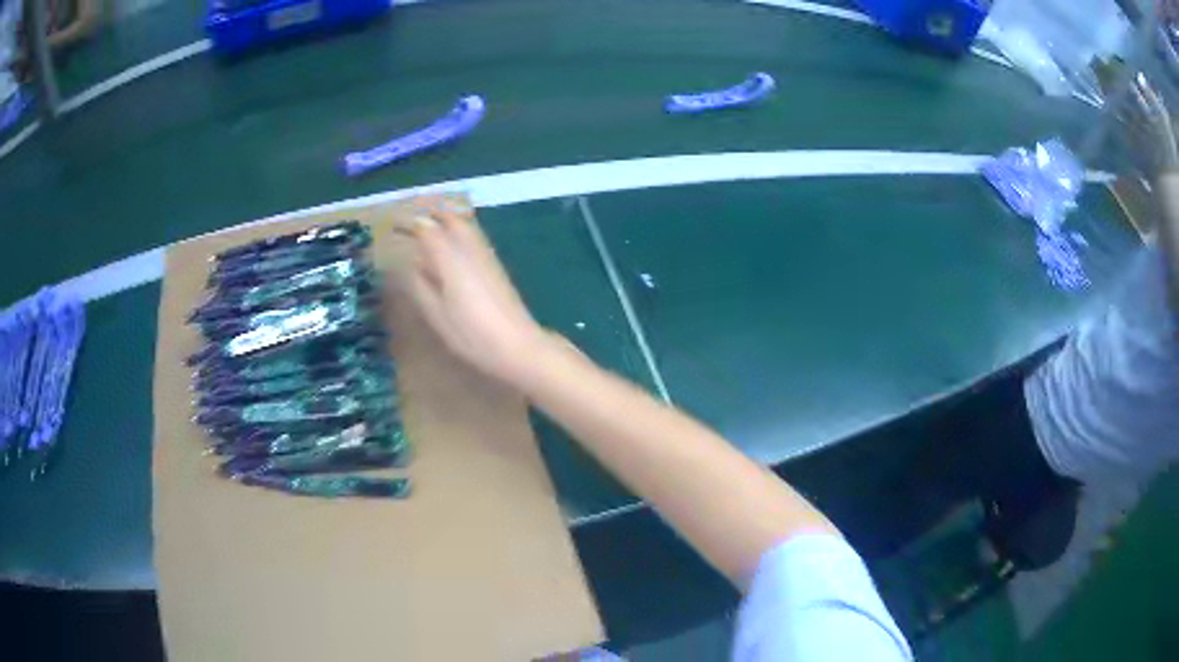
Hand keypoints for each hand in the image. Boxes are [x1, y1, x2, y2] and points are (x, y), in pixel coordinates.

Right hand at [405, 196, 547, 384]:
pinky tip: (452, 247)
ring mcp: (486, 255)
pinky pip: (474, 238)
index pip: (427, 229)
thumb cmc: (471, 334)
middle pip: (451, 219)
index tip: (393, 223)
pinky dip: (460, 233)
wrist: (517, 345)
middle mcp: (470, 249)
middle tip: (412, 220)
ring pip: (465, 226)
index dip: (409, 223)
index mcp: (450, 258)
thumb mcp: (436, 313)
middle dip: (431, 215)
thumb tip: (410, 263)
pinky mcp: (496, 266)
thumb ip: (420, 284)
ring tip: (429, 228)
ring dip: (447, 221)